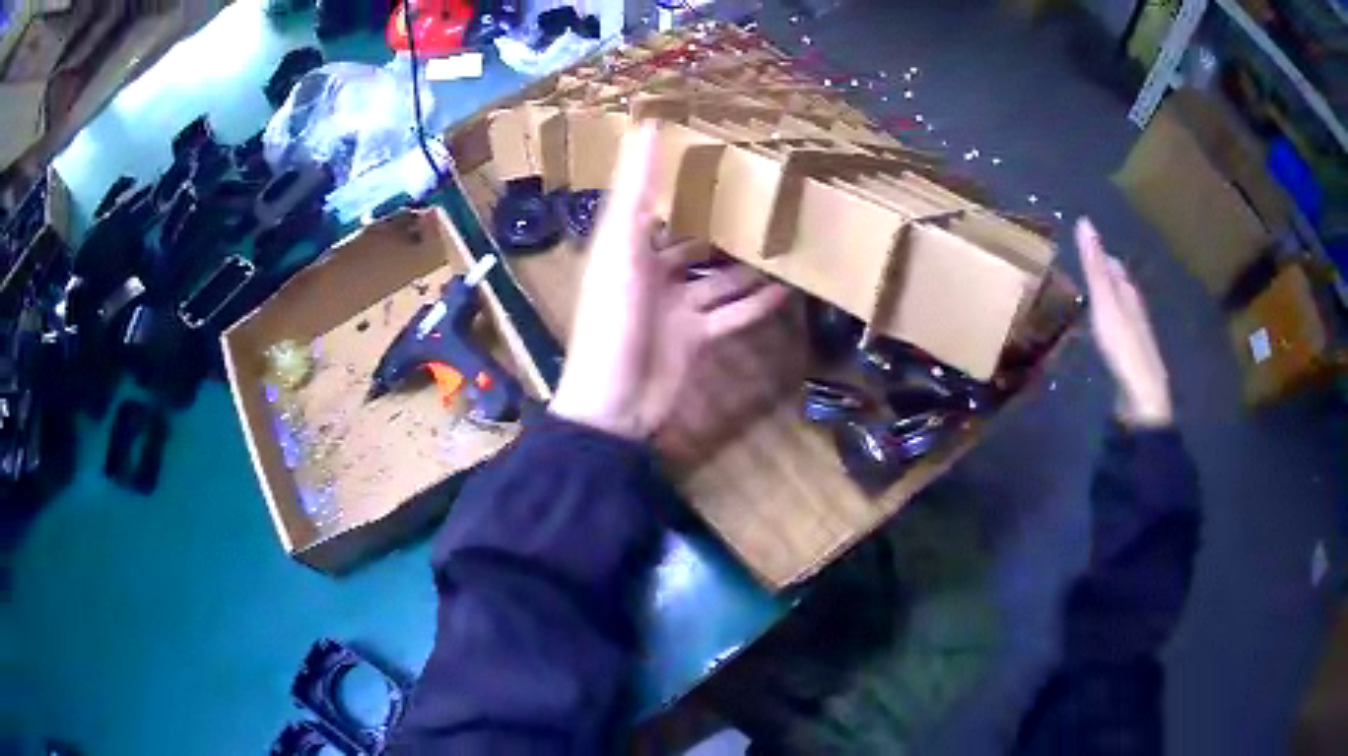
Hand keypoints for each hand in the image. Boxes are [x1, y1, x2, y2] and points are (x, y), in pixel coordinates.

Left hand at [549, 124, 791, 439]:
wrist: (615, 405)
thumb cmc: (612, 322)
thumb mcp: (622, 250)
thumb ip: (636, 192)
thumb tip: (645, 126)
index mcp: (627, 248)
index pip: (656, 204)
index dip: (680, 181)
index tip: (715, 153)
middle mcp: (652, 273)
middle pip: (694, 241)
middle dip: (725, 223)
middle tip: (766, 197)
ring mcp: (676, 308)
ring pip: (719, 279)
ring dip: (749, 265)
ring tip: (786, 239)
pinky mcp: (696, 339)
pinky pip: (732, 315)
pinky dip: (757, 304)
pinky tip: (789, 289)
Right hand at [1076, 217, 1172, 426]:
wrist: (1142, 395)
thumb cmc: (1123, 345)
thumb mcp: (1105, 302)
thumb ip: (1094, 267)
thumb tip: (1085, 221)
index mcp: (1128, 293)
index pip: (1113, 265)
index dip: (1099, 254)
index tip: (1080, 244)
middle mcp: (1134, 309)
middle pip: (1120, 286)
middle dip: (1104, 275)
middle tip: (1083, 267)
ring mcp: (1135, 335)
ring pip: (1120, 308)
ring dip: (1107, 300)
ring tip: (1089, 295)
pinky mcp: (1131, 358)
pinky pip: (1118, 330)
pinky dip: (1109, 323)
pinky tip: (1103, 331)